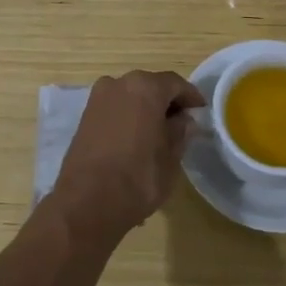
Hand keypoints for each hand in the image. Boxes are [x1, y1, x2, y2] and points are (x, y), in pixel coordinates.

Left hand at [49, 70, 205, 240]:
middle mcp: (119, 83)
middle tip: (181, 122)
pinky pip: (114, 108)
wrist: (87, 202)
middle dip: (166, 101)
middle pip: (150, 86)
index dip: (191, 97)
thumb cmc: (138, 177)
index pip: (175, 84)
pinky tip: (136, 138)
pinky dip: (128, 116)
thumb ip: (180, 131)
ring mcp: (98, 98)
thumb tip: (183, 120)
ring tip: (158, 132)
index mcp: (145, 87)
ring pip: (130, 96)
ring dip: (145, 108)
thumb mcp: (171, 157)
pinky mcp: (84, 116)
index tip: (200, 111)